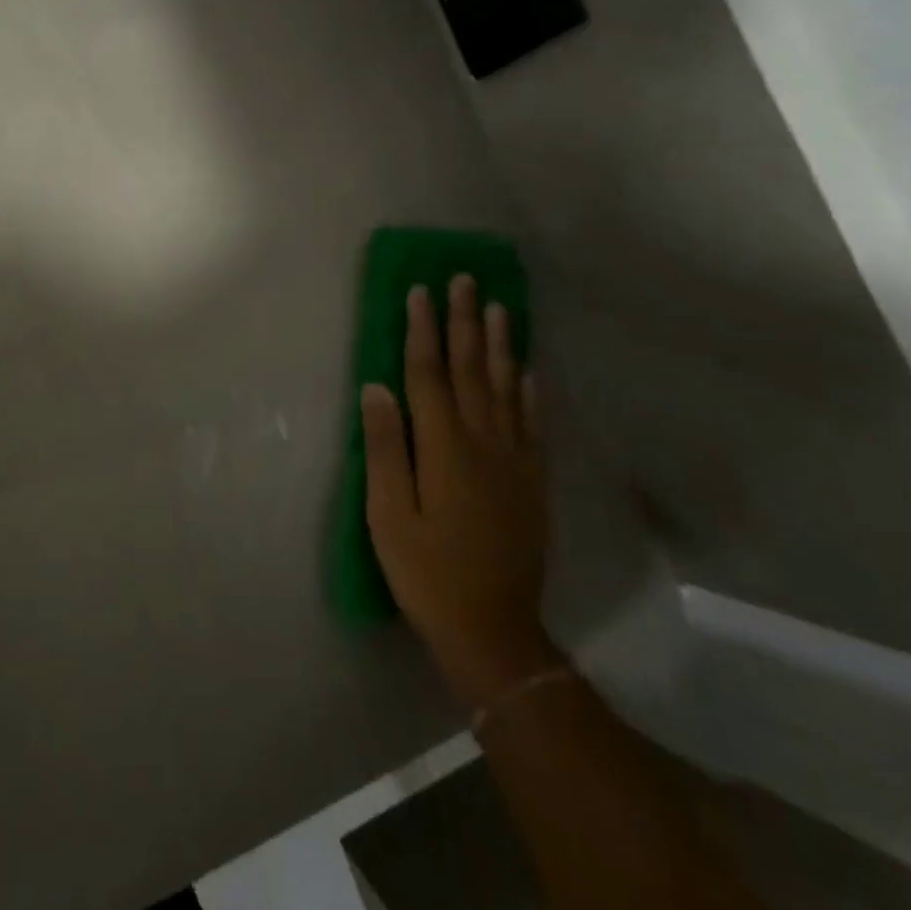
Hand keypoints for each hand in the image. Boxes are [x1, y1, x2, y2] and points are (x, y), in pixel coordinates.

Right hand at [363, 275, 561, 705]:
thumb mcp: (388, 515)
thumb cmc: (427, 572)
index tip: (420, 291)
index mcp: (443, 447)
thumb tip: (377, 388)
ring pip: (506, 388)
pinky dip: (530, 392)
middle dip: (464, 322)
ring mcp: (514, 460)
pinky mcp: (532, 481)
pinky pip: (533, 424)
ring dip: (500, 345)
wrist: (494, 629)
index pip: (429, 374)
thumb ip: (384, 448)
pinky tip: (529, 371)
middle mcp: (483, 442)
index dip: (423, 331)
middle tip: (464, 279)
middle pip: (471, 370)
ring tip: (498, 307)